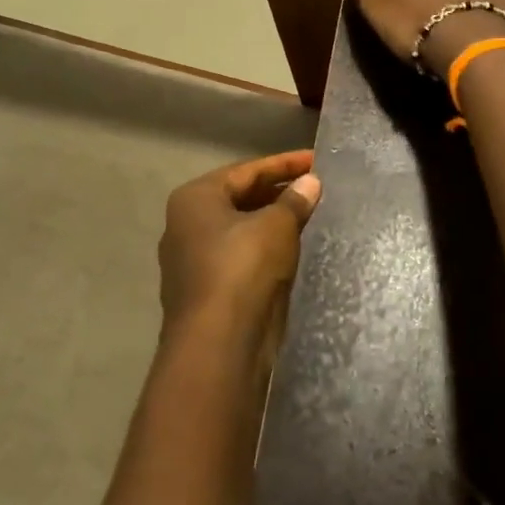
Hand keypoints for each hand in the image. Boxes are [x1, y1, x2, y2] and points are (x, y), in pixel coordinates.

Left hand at [158, 150, 320, 358]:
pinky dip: (266, 248)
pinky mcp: (206, 290)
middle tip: (317, 187)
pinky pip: (241, 257)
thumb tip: (311, 183)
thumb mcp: (276, 226)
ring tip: (311, 214)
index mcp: (195, 199)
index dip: (285, 163)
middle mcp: (186, 224)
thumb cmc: (243, 269)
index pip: (247, 170)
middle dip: (279, 191)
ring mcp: (192, 260)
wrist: (218, 344)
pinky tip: (294, 249)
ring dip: (274, 221)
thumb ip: (294, 201)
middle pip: (240, 198)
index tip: (318, 160)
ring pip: (241, 229)